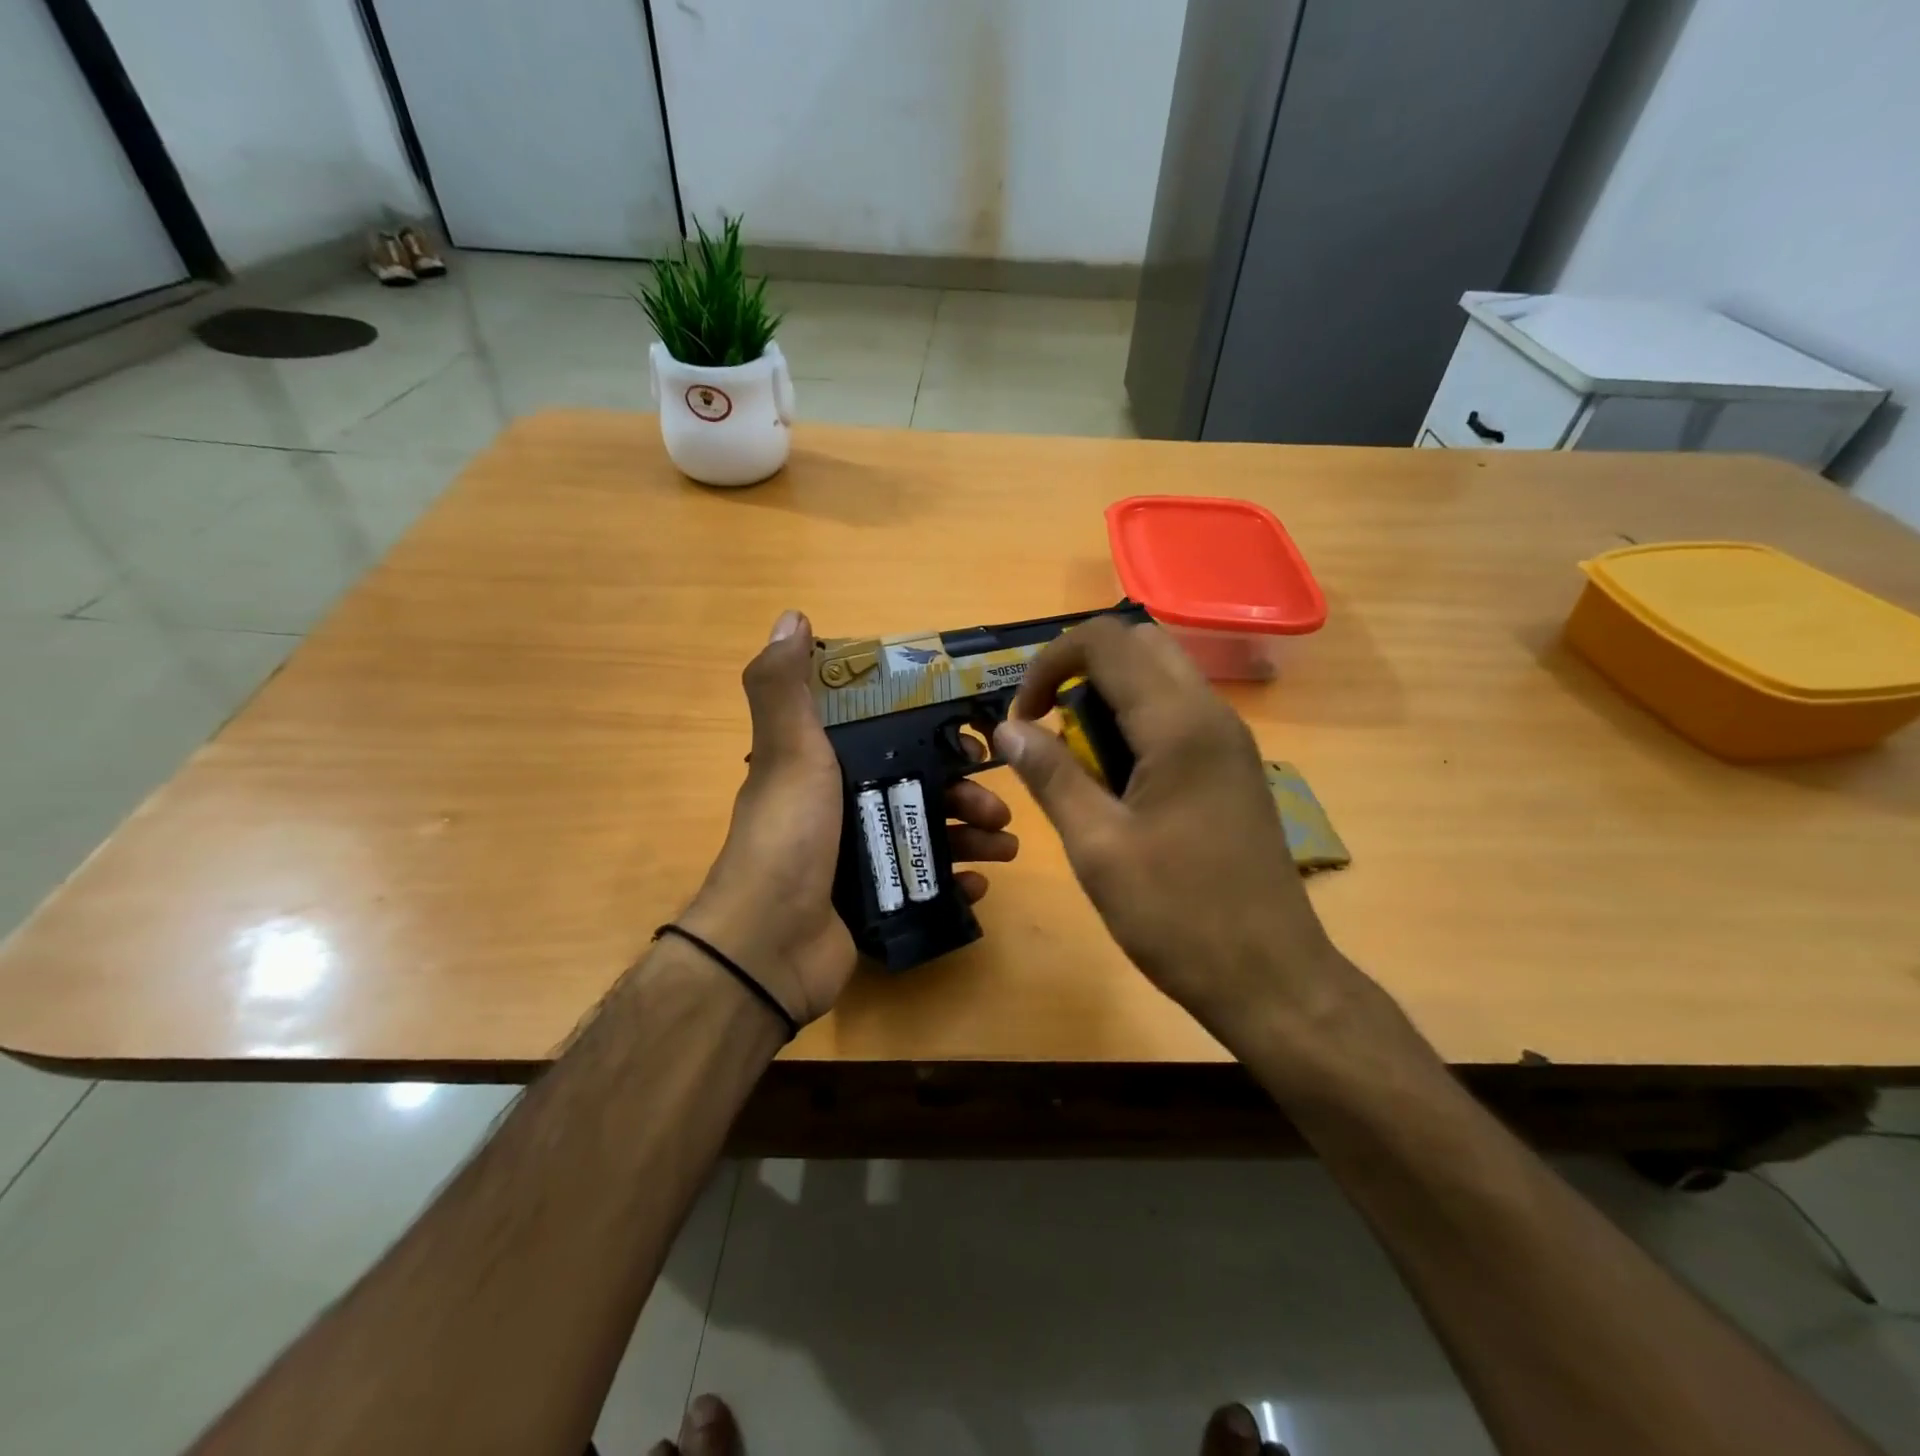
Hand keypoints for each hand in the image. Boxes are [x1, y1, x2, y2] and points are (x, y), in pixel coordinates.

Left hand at [682, 610, 1018, 1025]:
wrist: (769, 945)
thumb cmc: (789, 835)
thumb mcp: (788, 751)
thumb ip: (785, 687)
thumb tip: (792, 616)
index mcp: (822, 768)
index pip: (889, 739)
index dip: (933, 736)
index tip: (974, 739)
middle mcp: (840, 809)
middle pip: (918, 789)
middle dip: (965, 794)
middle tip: (998, 807)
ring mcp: (857, 860)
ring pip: (927, 835)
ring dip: (971, 835)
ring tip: (1005, 845)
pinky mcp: (873, 904)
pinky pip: (925, 885)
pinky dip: (955, 881)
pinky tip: (979, 883)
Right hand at [994, 616, 1355, 1039]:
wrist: (1272, 977)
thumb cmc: (1178, 915)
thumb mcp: (1098, 847)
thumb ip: (1051, 776)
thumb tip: (1007, 728)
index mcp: (1178, 725)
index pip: (1105, 641)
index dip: (1050, 663)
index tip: (1024, 717)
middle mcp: (1211, 715)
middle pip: (1140, 644)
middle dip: (1082, 670)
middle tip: (1051, 727)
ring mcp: (1230, 741)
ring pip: (1161, 676)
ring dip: (1110, 695)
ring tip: (1080, 758)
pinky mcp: (1234, 767)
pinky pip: (1179, 713)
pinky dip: (1137, 722)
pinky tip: (1120, 781)